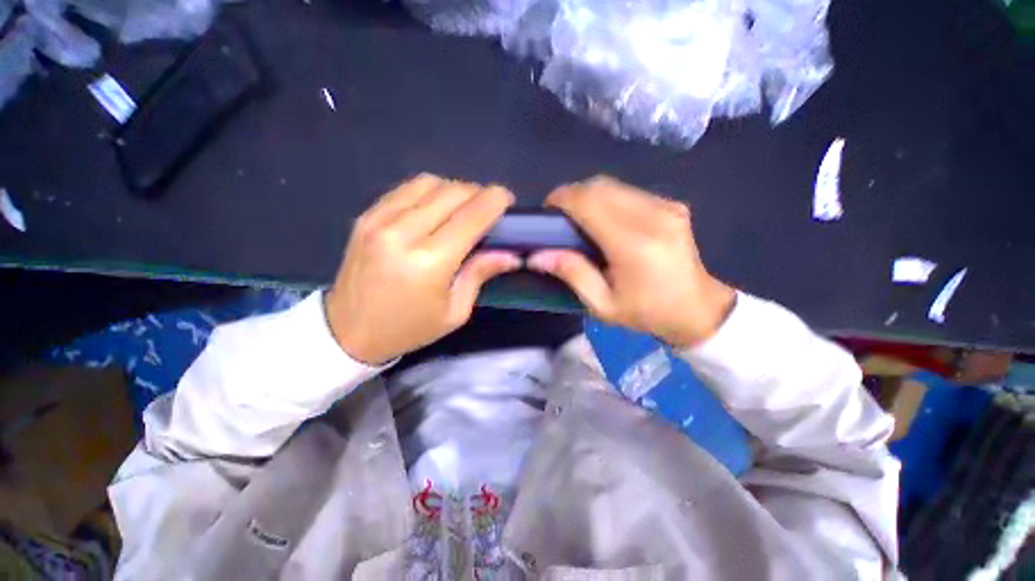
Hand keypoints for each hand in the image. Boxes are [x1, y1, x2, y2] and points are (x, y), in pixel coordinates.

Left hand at [326, 174, 518, 364]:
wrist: (348, 331)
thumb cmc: (409, 328)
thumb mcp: (455, 312)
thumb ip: (480, 274)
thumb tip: (510, 254)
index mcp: (430, 262)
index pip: (472, 215)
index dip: (495, 201)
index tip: (508, 200)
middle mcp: (403, 233)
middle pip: (452, 192)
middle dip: (478, 193)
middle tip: (488, 209)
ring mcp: (380, 220)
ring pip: (429, 183)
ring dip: (454, 190)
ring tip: (463, 208)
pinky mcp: (366, 216)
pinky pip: (406, 189)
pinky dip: (429, 191)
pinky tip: (435, 208)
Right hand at [527, 176, 735, 347]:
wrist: (698, 309)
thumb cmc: (647, 312)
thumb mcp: (603, 304)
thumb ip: (572, 274)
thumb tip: (538, 255)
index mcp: (633, 243)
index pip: (589, 202)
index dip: (562, 199)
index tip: (547, 211)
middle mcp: (652, 216)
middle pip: (600, 186)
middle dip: (573, 195)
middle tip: (560, 218)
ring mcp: (666, 206)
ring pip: (614, 185)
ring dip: (590, 197)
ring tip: (580, 219)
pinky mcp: (672, 205)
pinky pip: (629, 192)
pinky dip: (609, 200)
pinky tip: (605, 221)